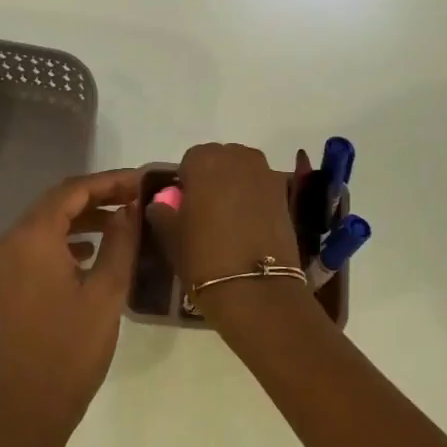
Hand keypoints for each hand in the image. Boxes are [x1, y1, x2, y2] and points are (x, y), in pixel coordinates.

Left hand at [0, 168, 141, 440]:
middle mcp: (11, 241)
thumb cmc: (71, 348)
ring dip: (84, 216)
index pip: (73, 190)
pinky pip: (39, 245)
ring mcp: (4, 263)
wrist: (27, 408)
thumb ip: (120, 240)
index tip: (143, 182)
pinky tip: (94, 250)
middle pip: (57, 201)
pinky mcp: (7, 282)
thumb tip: (130, 207)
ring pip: (47, 222)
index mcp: (32, 237)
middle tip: (137, 197)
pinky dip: (67, 238)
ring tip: (124, 220)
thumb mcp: (107, 291)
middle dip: (98, 195)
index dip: (110, 181)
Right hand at [145, 144, 303, 312]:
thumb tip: (162, 204)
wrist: (256, 288)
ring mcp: (265, 174)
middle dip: (213, 177)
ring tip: (229, 217)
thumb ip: (163, 212)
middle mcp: (237, 158)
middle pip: (221, 159)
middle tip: (206, 209)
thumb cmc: (204, 257)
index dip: (187, 180)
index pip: (191, 159)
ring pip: (244, 170)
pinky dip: (255, 197)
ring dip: (236, 184)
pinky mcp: (285, 194)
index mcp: (205, 161)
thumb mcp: (171, 236)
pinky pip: (262, 186)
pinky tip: (250, 224)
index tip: (185, 205)